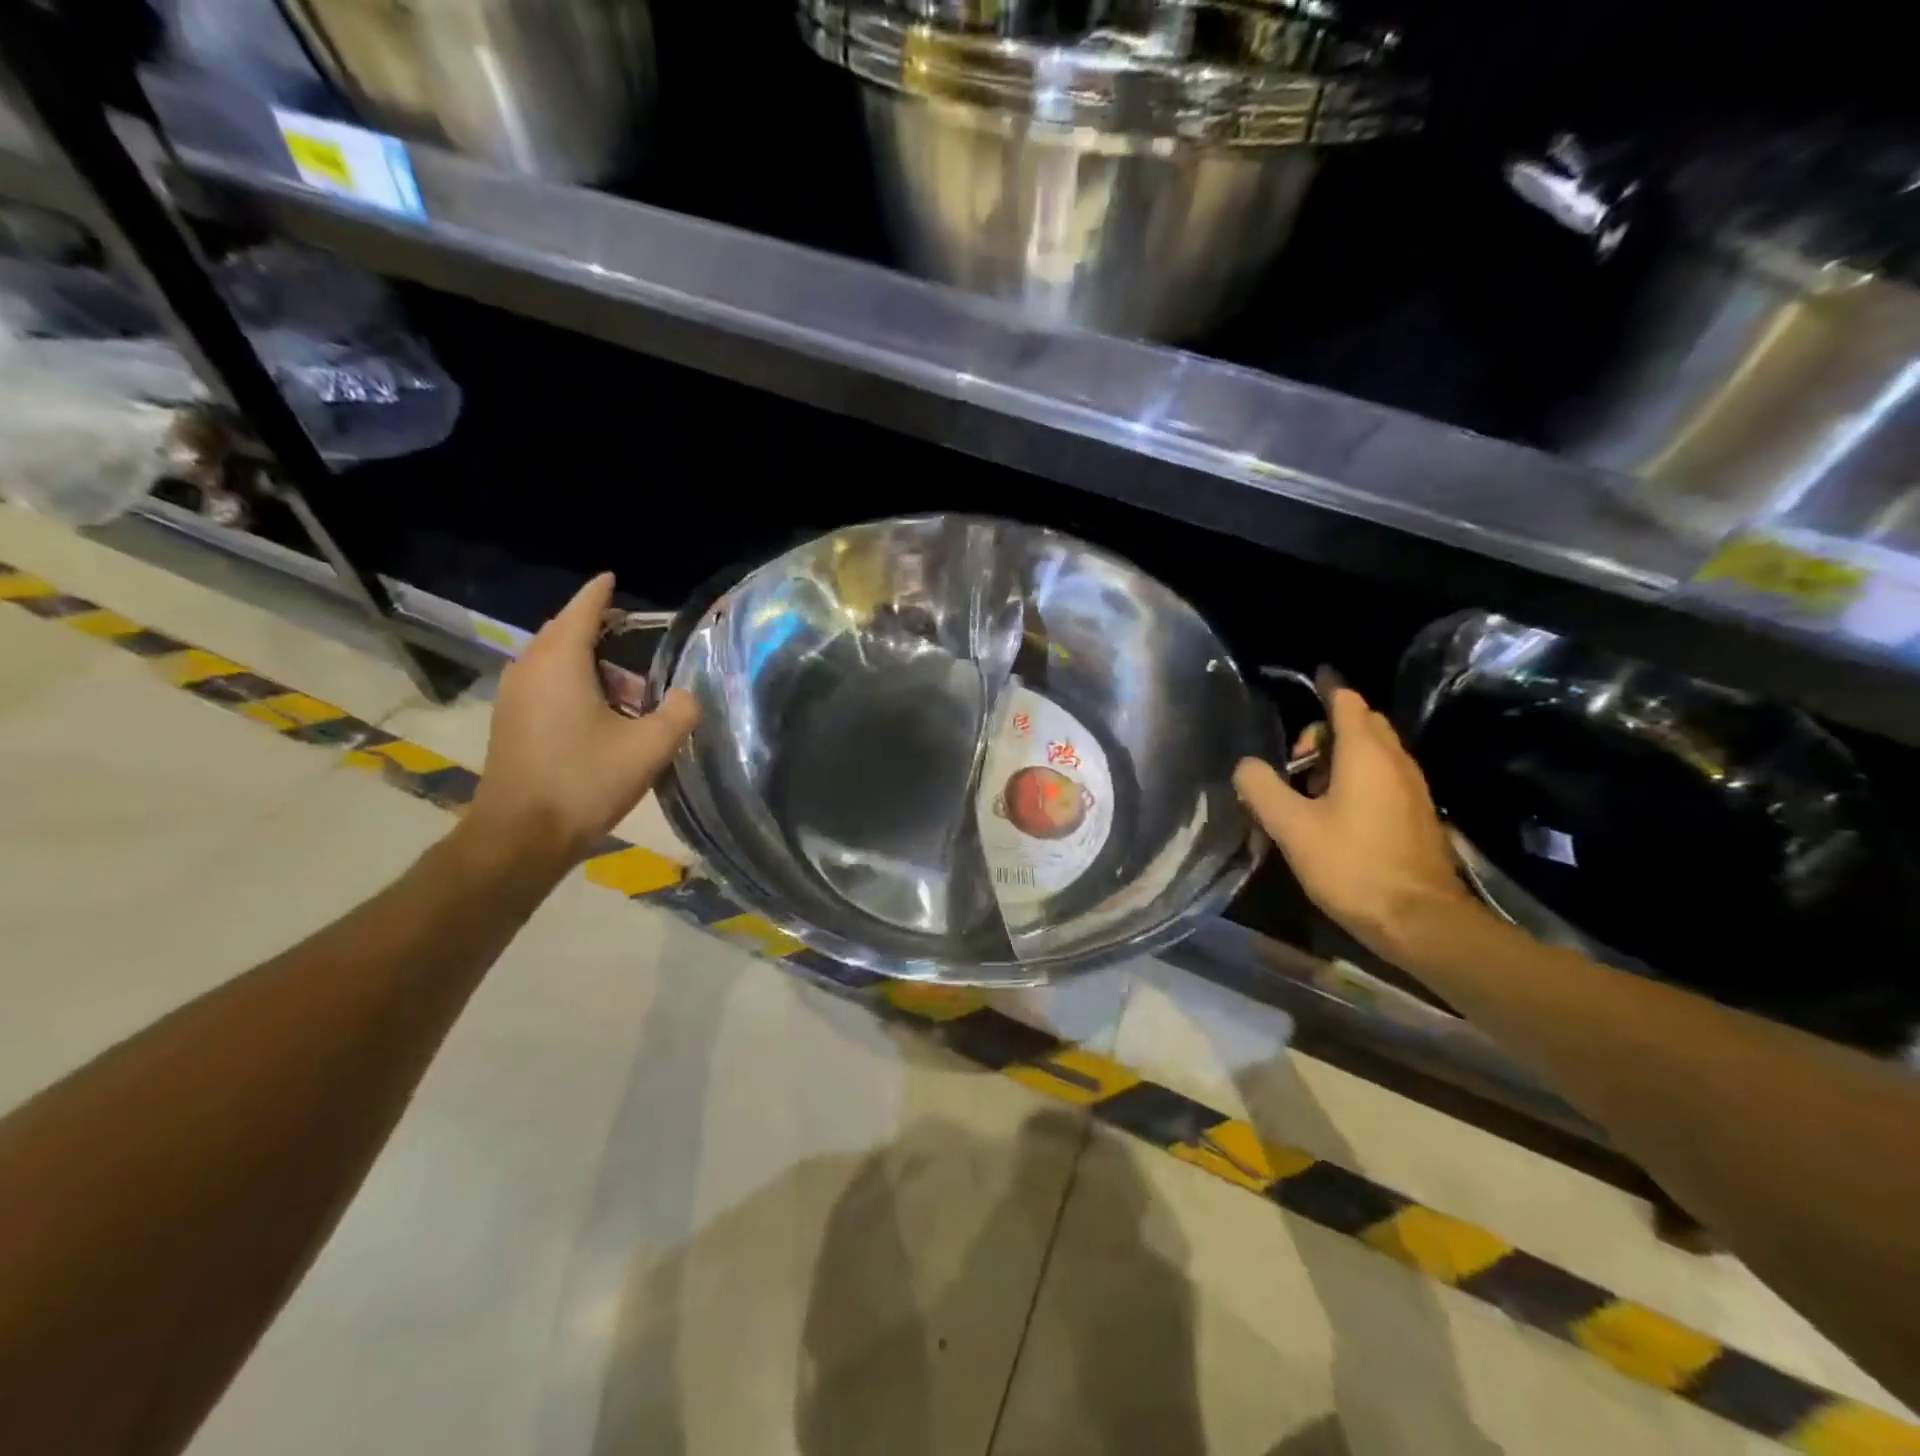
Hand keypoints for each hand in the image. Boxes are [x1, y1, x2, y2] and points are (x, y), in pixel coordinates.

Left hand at [465, 573, 698, 866]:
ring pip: (556, 662)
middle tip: (637, 639)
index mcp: (560, 661)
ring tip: (632, 692)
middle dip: (601, 631)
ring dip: (592, 666)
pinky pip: (546, 685)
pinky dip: (575, 685)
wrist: (521, 836)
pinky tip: (604, 716)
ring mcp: (515, 696)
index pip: (582, 609)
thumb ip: (679, 713)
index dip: (601, 593)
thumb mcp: (649, 747)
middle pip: (566, 632)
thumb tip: (689, 695)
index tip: (614, 577)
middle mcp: (530, 668)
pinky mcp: (511, 722)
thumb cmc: (585, 782)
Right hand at [1233, 683, 1482, 961]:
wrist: (1419, 919)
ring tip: (1308, 790)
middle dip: (1327, 729)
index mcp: (1365, 754)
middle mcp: (1395, 760)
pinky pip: (1384, 775)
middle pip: (1362, 722)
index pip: (1346, 701)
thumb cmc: (1351, 865)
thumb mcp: (1291, 827)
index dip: (1326, 688)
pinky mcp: (1417, 813)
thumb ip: (1262, 788)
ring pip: (1375, 751)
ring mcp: (1412, 787)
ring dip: (1341, 756)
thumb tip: (1245, 765)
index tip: (1310, 679)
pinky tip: (1334, 811)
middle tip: (1295, 758)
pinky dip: (1358, 777)